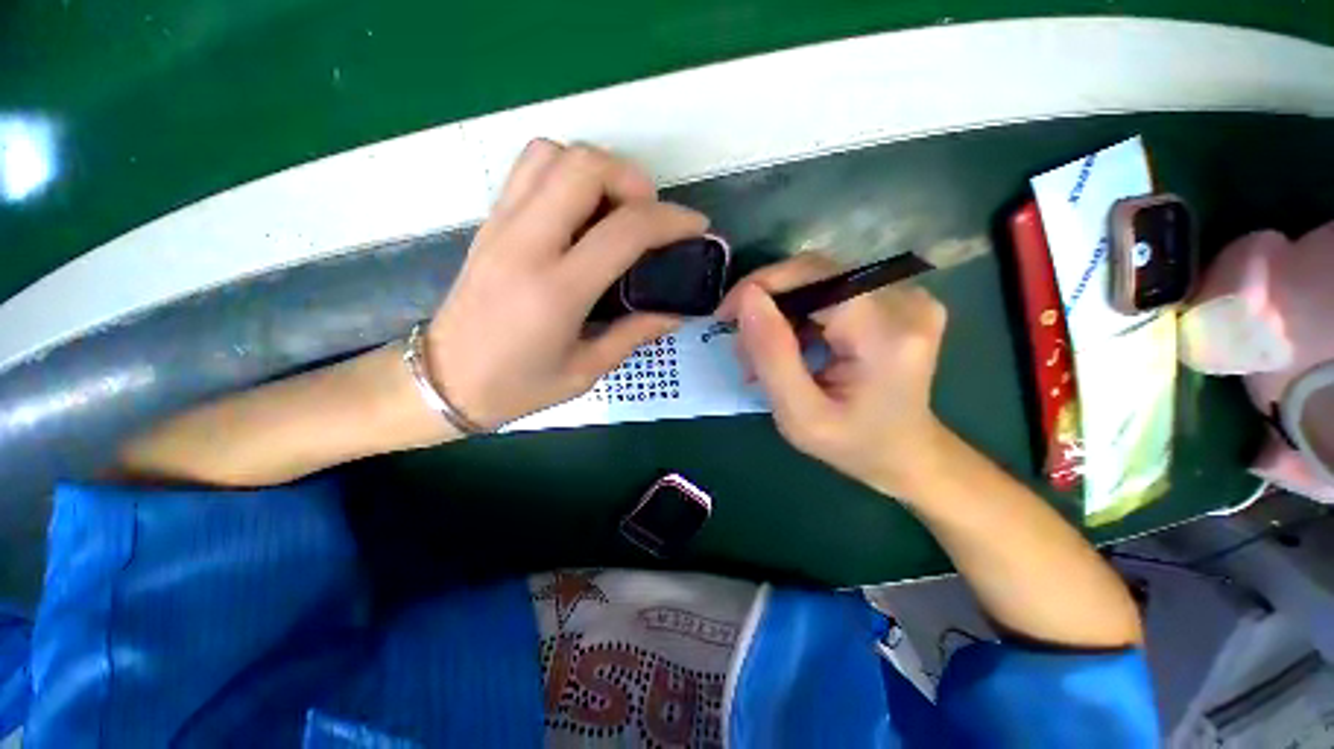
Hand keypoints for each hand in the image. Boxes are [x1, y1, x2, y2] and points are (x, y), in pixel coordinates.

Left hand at [426, 140, 707, 428]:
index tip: (696, 228)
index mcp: (557, 290)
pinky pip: (529, 168)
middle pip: (584, 166)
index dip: (671, 220)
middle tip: (649, 216)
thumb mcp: (586, 371)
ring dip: (596, 170)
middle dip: (633, 180)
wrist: (444, 381)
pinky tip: (580, 211)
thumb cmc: (518, 386)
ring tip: (615, 209)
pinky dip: (565, 172)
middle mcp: (526, 244)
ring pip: (553, 154)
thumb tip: (676, 311)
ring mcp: (501, 225)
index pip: (625, 230)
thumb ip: (635, 333)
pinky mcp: (489, 222)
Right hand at [718, 253, 949, 497]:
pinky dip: (800, 314)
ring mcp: (907, 296)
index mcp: (886, 333)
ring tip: (762, 353)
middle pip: (814, 274)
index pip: (813, 276)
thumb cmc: (852, 444)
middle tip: (742, 345)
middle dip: (767, 303)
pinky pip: (832, 290)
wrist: (906, 452)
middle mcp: (906, 301)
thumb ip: (772, 356)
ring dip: (781, 311)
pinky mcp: (898, 298)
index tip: (725, 317)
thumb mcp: (799, 415)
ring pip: (819, 281)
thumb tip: (748, 297)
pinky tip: (790, 345)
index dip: (761, 286)